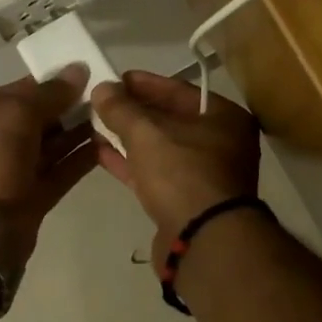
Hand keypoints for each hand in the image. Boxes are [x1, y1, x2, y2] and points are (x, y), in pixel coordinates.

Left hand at [0, 71, 98, 256]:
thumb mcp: (13, 115)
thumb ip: (48, 93)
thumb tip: (77, 70)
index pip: (14, 93)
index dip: (48, 83)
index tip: (82, 75)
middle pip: (33, 119)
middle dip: (66, 107)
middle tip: (103, 96)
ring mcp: (9, 175)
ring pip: (48, 146)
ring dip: (76, 132)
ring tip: (110, 117)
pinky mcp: (29, 201)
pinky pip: (58, 172)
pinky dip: (79, 159)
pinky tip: (105, 145)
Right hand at [91, 71, 260, 244]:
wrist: (203, 242)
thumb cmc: (183, 173)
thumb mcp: (147, 133)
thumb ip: (122, 109)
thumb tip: (102, 88)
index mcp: (225, 118)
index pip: (180, 90)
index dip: (146, 83)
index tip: (117, 79)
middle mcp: (222, 144)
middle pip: (172, 120)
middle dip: (135, 112)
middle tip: (103, 102)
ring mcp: (205, 176)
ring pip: (162, 149)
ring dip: (130, 137)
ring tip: (96, 124)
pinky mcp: (187, 203)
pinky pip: (157, 174)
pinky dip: (132, 163)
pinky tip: (102, 154)